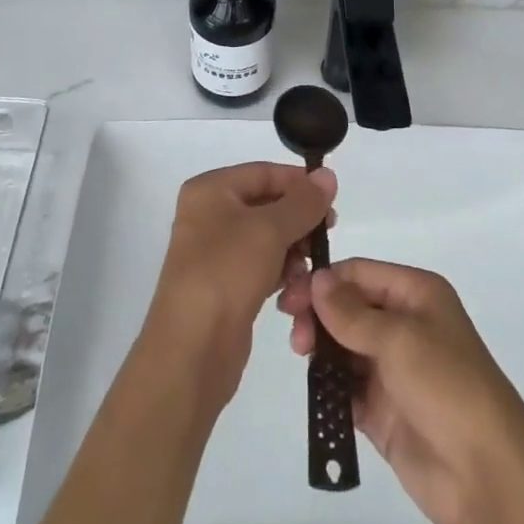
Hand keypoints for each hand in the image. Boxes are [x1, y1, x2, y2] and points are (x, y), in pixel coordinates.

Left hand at [145, 162, 336, 405]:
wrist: (192, 350)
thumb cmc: (227, 272)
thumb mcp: (269, 230)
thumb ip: (303, 202)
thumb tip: (328, 175)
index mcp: (210, 190)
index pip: (264, 173)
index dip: (299, 184)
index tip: (332, 201)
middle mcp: (210, 215)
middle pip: (268, 207)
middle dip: (299, 223)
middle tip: (326, 236)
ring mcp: (216, 253)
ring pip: (269, 241)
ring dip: (294, 255)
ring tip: (308, 273)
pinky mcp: (226, 286)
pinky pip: (262, 269)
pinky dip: (281, 277)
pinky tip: (294, 295)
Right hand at [279, 259, 523, 523]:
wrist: (486, 477)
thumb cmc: (447, 387)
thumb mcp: (399, 338)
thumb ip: (351, 312)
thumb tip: (317, 279)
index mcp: (416, 294)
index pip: (359, 274)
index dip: (324, 281)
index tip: (290, 296)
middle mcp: (404, 324)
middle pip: (348, 308)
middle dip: (318, 314)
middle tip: (294, 334)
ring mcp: (392, 369)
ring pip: (343, 346)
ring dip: (320, 348)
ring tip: (301, 355)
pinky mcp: (382, 411)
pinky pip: (346, 389)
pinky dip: (328, 386)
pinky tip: (314, 387)